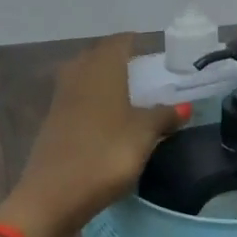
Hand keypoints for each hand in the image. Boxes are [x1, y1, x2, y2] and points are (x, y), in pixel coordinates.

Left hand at [0, 35, 184, 236]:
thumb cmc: (104, 155)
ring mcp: (61, 99)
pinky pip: (75, 99)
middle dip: (116, 58)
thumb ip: (163, 117)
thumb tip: (184, 106)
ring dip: (101, 79)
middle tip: (140, 70)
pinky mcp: (52, 122)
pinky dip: (91, 100)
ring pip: (83, 76)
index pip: (118, 43)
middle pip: (97, 56)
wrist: (52, 194)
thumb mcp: (143, 135)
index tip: (150, 49)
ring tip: (124, 93)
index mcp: (102, 70)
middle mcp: (78, 76)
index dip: (134, 42)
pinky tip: (104, 118)